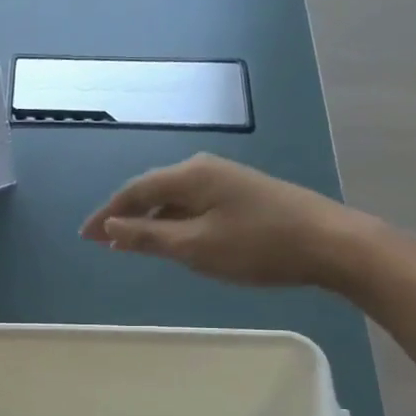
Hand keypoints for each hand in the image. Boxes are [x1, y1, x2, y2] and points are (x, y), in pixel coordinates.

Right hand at [80, 153, 385, 291]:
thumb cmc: (258, 246)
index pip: (134, 190)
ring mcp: (227, 179)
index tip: (85, 235)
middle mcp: (204, 168)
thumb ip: (149, 236)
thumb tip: (110, 228)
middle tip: (105, 241)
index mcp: (189, 175)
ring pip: (175, 198)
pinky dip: (176, 222)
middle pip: (153, 189)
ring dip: (151, 220)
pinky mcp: (244, 194)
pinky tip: (177, 240)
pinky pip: (195, 205)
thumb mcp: (196, 247)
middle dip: (127, 215)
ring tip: (134, 244)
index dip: (107, 214)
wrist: (330, 243)